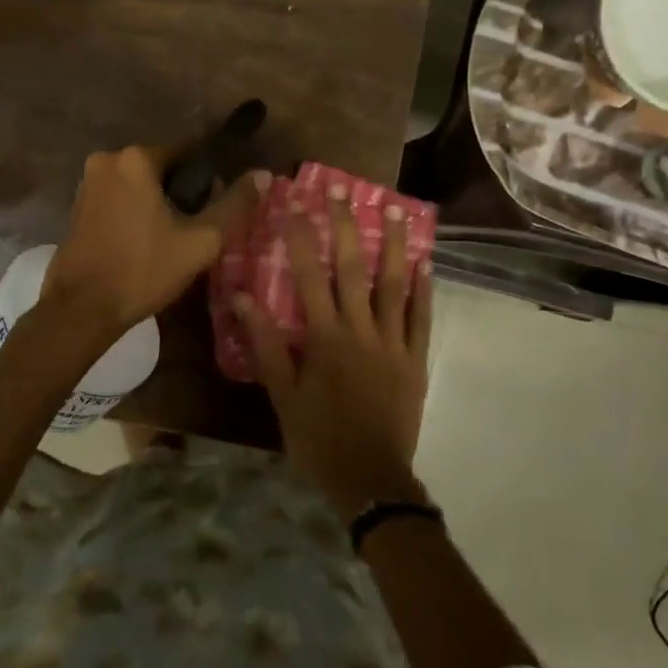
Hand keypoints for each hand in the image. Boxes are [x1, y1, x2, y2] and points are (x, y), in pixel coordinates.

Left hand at [42, 145, 264, 337]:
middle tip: (197, 231)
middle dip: (183, 194)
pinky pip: (119, 199)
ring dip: (159, 205)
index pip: (189, 153)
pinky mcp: (77, 207)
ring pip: (140, 186)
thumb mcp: (200, 241)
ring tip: (173, 242)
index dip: (209, 179)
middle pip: (163, 169)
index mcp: (136, 159)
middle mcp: (106, 160)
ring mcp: (87, 183)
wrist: (81, 310)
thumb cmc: (143, 271)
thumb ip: (233, 204)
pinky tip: (145, 244)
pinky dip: (136, 214)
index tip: (219, 206)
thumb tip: (263, 175)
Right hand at [234, 192, 432, 520]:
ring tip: (394, 210)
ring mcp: (393, 343)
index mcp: (325, 337)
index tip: (295, 202)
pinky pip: (421, 318)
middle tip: (343, 189)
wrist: (371, 479)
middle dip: (345, 225)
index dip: (300, 236)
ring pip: (394, 285)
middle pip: (352, 268)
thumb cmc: (319, 437)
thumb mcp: (282, 395)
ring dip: (393, 245)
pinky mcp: (415, 360)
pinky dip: (424, 289)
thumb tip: (242, 298)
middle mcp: (361, 330)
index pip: (308, 275)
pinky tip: (425, 262)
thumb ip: (266, 344)